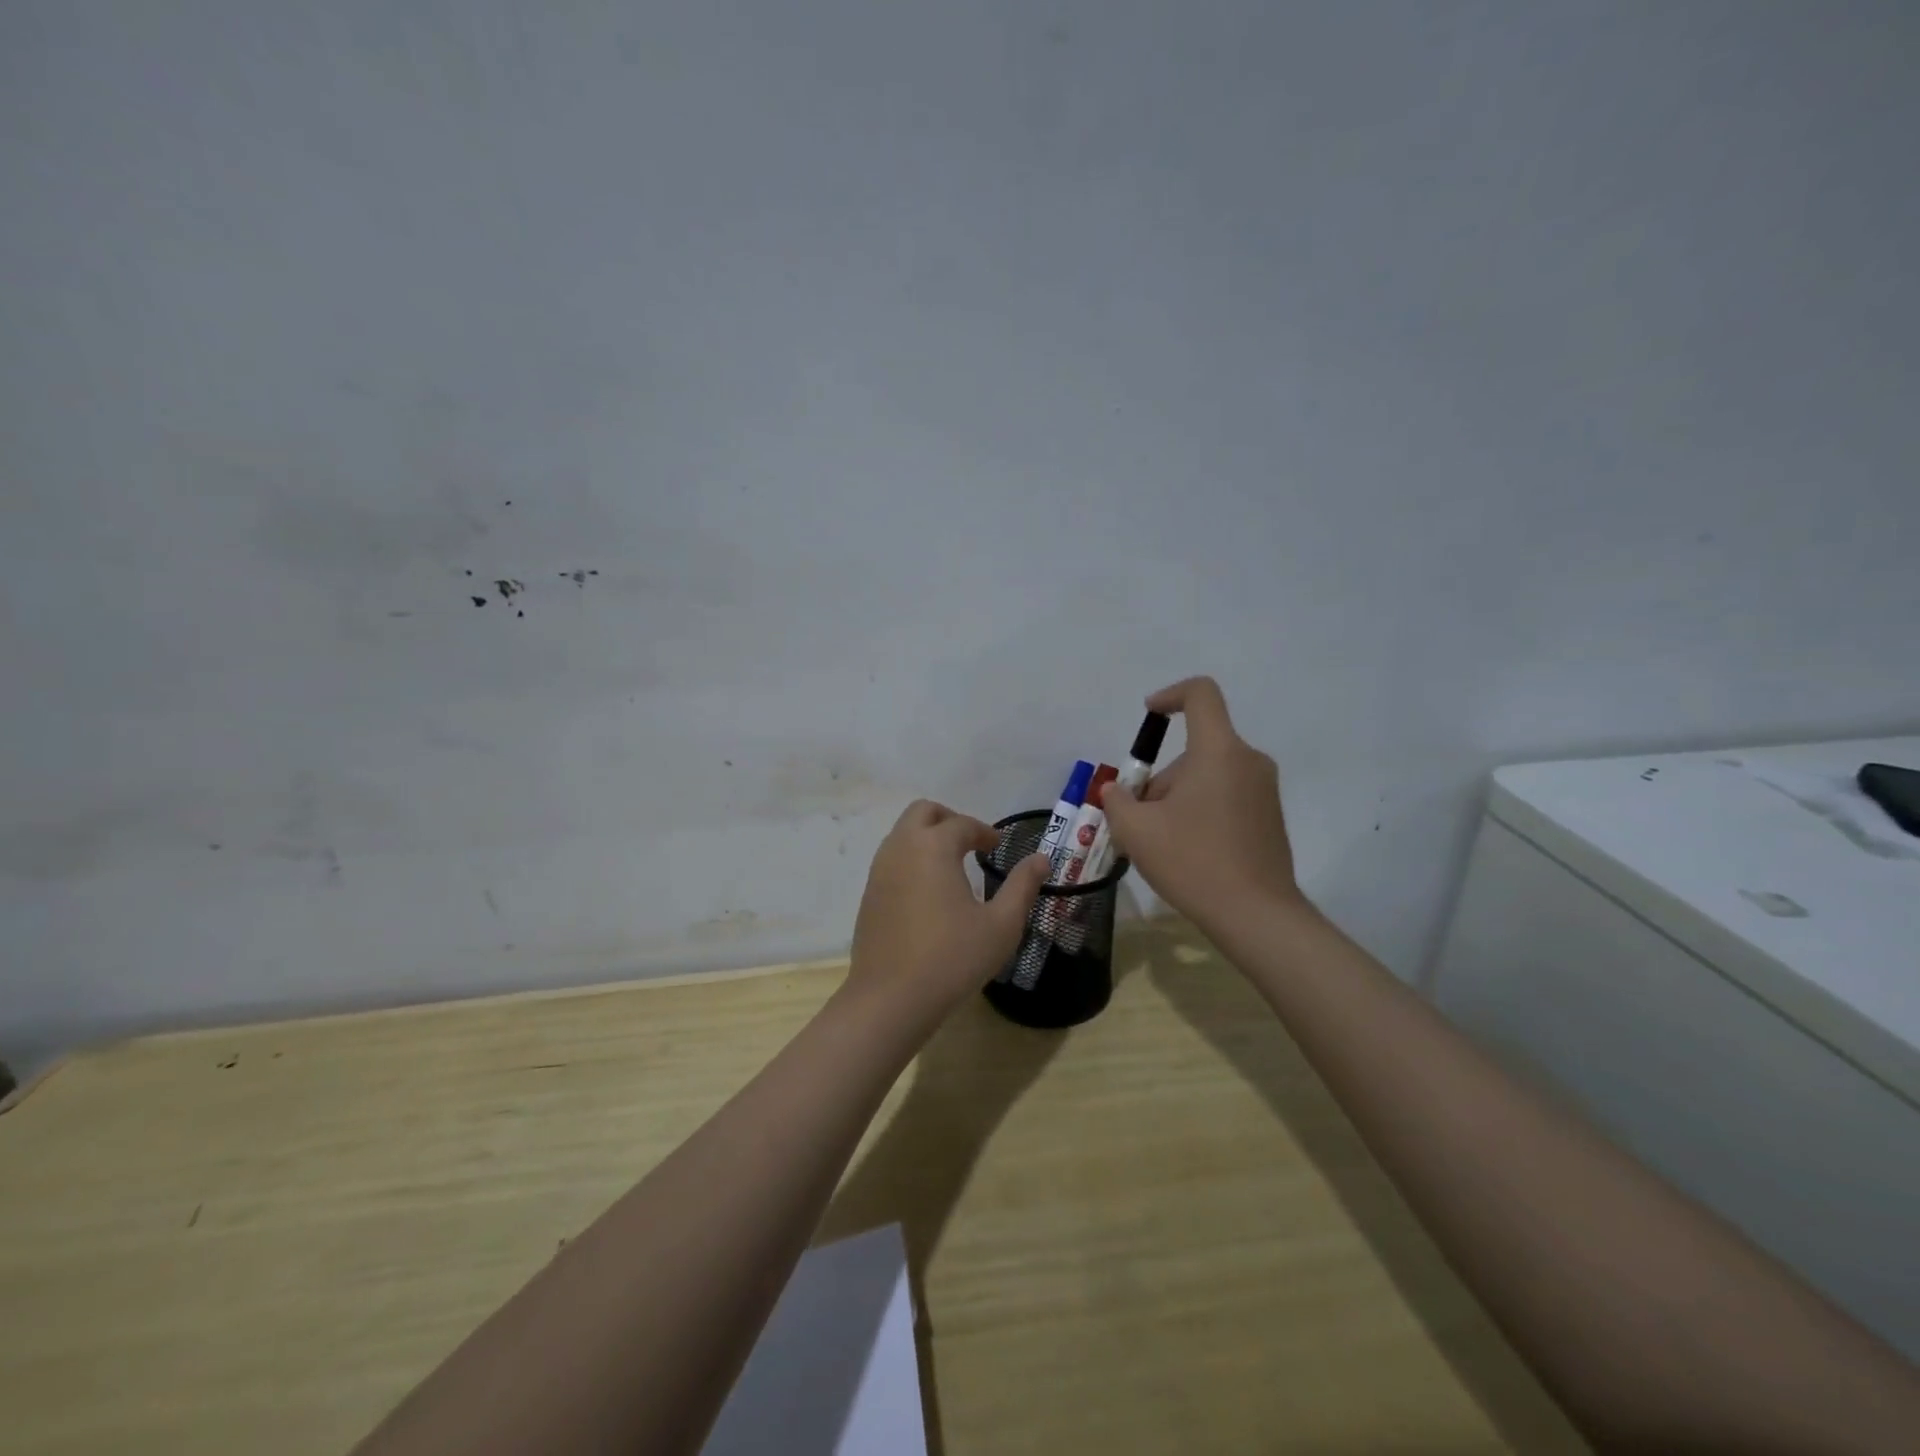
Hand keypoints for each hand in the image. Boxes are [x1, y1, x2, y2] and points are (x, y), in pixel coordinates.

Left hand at [847, 800, 1050, 1031]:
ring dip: (928, 838)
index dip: (985, 832)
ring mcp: (879, 870)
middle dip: (950, 820)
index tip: (999, 847)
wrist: (890, 999)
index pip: (963, 824)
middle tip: (972, 844)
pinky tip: (929, 892)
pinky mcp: (869, 893)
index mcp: (934, 847)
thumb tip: (1040, 859)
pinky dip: (912, 858)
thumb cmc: (952, 959)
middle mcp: (902, 847)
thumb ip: (1022, 886)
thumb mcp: (1001, 925)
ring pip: (903, 833)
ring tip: (952, 866)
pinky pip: (892, 858)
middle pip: (923, 812)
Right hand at [1100, 677, 1305, 928]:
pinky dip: (1201, 810)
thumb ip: (1117, 800)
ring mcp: (1264, 790)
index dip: (1171, 695)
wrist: (1256, 915)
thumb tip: (1117, 790)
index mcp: (1218, 751)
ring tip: (1160, 842)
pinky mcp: (1270, 816)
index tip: (1149, 716)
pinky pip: (1226, 795)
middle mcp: (1248, 760)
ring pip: (1209, 775)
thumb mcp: (1135, 830)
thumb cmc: (1192, 861)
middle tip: (1140, 820)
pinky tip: (1188, 852)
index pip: (1201, 694)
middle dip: (1162, 777)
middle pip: (1195, 748)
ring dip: (1179, 797)